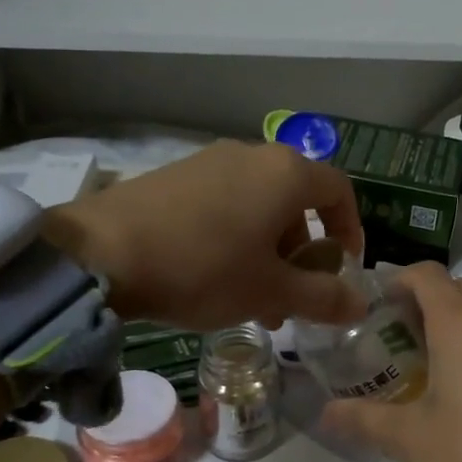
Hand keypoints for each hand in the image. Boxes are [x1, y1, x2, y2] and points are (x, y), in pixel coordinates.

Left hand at [45, 141, 367, 329]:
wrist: (100, 253)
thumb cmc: (205, 268)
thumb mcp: (272, 291)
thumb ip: (323, 297)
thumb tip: (361, 305)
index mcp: (285, 174)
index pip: (339, 191)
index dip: (350, 230)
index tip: (344, 268)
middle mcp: (252, 156)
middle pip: (296, 203)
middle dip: (302, 254)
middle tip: (292, 298)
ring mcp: (209, 162)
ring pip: (258, 208)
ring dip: (268, 254)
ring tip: (253, 302)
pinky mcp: (175, 176)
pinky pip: (223, 205)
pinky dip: (235, 240)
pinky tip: (213, 280)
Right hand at [320, 262, 461, 461]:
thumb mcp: (408, 438)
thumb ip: (363, 419)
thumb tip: (325, 412)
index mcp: (460, 325)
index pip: (428, 274)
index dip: (397, 279)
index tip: (373, 305)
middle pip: (456, 289)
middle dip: (422, 300)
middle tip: (392, 334)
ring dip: (450, 323)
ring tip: (419, 361)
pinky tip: (457, 390)